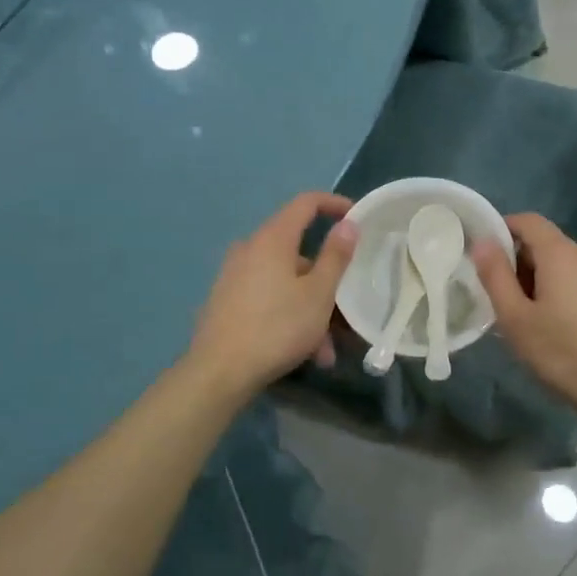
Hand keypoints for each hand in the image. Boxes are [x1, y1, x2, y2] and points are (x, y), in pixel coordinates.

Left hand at [188, 192, 358, 396]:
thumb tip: (348, 224)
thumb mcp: (319, 294)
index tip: (357, 218)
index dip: (334, 205)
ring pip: (286, 284)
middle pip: (299, 254)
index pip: (306, 203)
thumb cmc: (277, 327)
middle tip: (347, 312)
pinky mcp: (226, 302)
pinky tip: (304, 354)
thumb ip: (336, 256)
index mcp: (272, 239)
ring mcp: (234, 276)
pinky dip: (290, 317)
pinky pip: (269, 300)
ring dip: (312, 311)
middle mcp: (249, 250)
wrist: (219, 372)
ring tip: (326, 351)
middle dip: (327, 284)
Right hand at [471, 213, 576, 425]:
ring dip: (542, 280)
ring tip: (531, 319)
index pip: (528, 221)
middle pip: (545, 243)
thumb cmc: (561, 352)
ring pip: (563, 264)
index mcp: (562, 252)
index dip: (503, 230)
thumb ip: (495, 275)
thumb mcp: (515, 318)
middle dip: (520, 263)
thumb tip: (482, 241)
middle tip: (505, 301)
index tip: (486, 258)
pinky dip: (563, 291)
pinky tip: (560, 327)